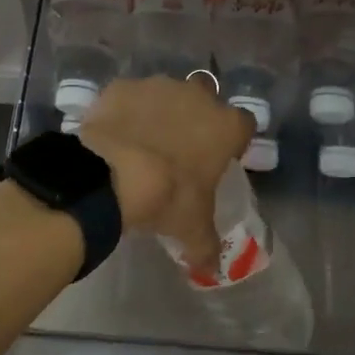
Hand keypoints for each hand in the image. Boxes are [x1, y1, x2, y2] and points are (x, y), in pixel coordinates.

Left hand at [78, 77, 255, 272]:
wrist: (110, 174)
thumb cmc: (166, 198)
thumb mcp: (192, 229)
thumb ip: (207, 246)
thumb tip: (213, 268)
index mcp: (225, 125)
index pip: (245, 124)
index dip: (234, 139)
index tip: (223, 156)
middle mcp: (196, 96)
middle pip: (206, 97)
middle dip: (198, 115)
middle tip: (182, 145)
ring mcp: (158, 86)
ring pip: (166, 93)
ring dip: (161, 111)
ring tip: (144, 141)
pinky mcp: (123, 86)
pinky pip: (129, 97)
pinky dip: (126, 111)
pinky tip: (116, 134)